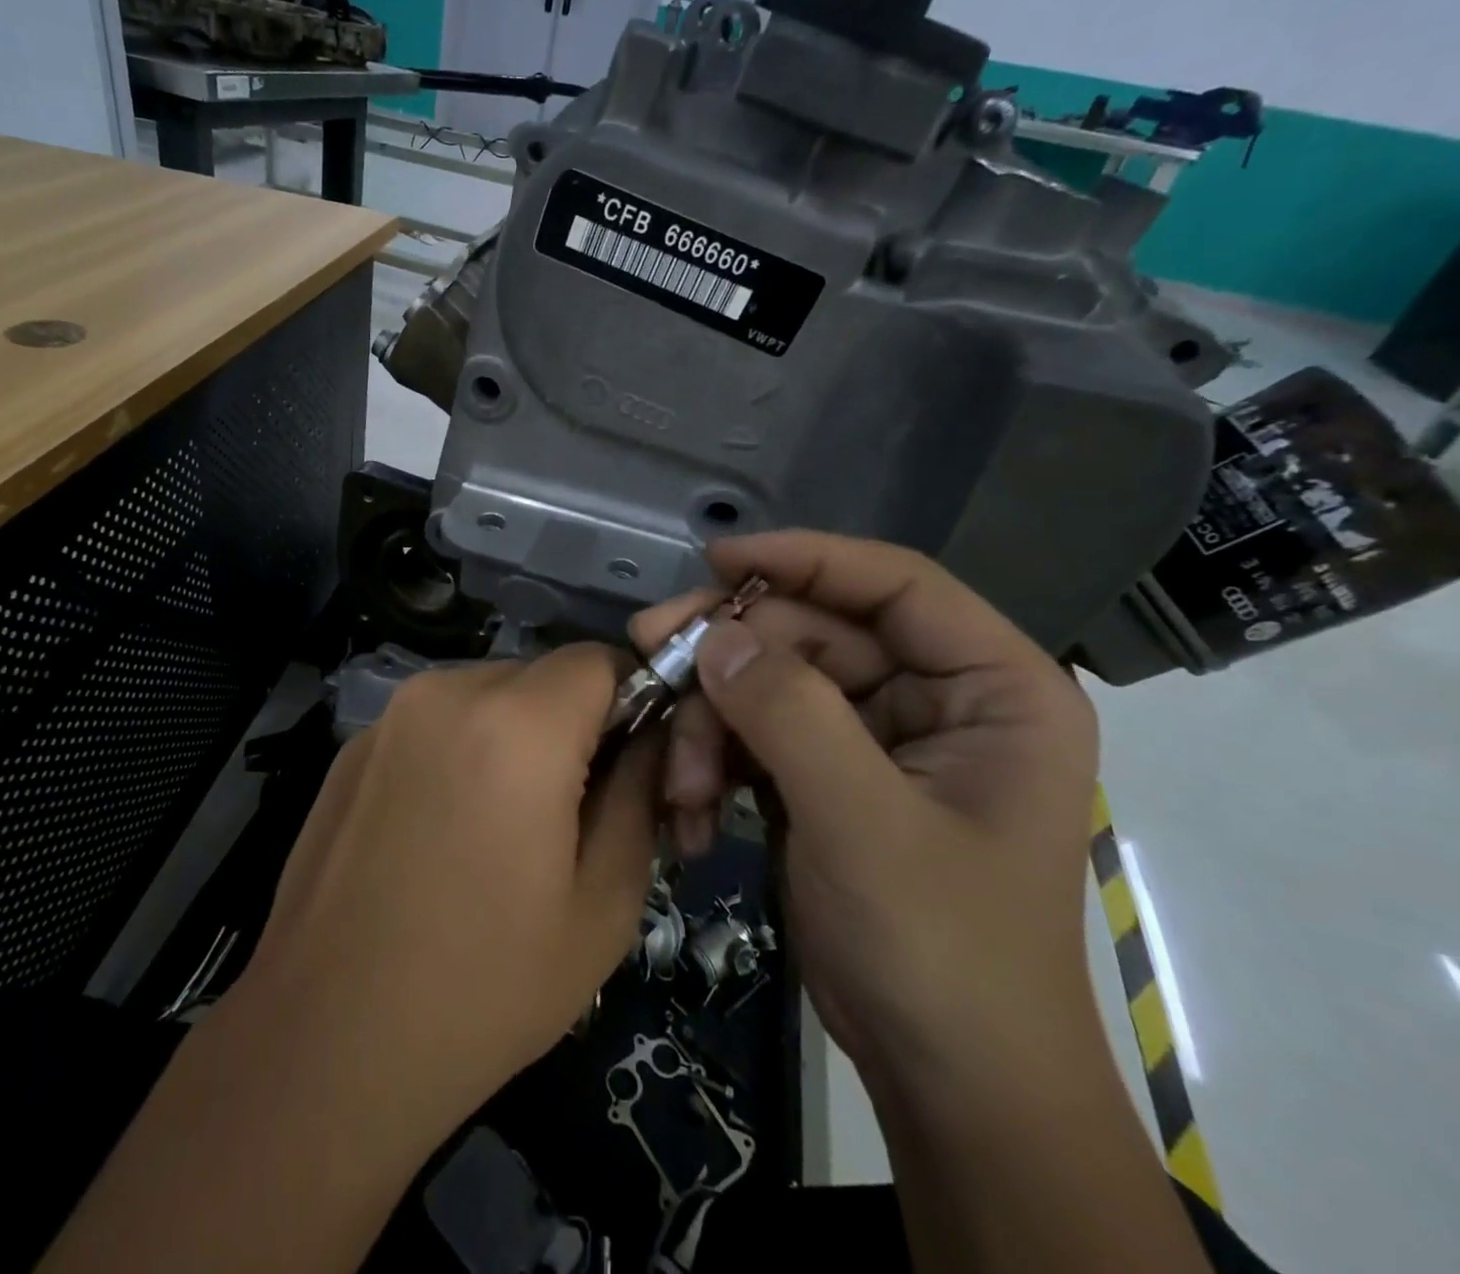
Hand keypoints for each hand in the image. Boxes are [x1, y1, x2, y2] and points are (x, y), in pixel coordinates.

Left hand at [242, 645, 661, 1137]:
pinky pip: (436, 723)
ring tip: (506, 827)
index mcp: (517, 723)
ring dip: (517, 737)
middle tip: (574, 809)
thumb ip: (640, 794)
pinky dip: (462, 751)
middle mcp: (447, 692)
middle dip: (574, 725)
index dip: (632, 700)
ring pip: (489, 695)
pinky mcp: (353, 746)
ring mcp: (390, 716)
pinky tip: (444, 833)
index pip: (600, 658)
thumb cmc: (486, 985)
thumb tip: (648, 738)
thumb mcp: (603, 903)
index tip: (633, 763)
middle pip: (543, 676)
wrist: (327, 1042)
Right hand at [631, 530, 1100, 1084]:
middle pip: (813, 635)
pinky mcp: (829, 778)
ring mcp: (876, 740)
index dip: (804, 559)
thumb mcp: (863, 821)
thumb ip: (790, 713)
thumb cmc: (939, 949)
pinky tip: (694, 815)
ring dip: (713, 726)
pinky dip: (718, 764)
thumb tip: (715, 636)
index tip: (715, 561)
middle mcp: (936, 699)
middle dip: (731, 661)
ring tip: (680, 787)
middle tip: (652, 660)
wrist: (949, 1085)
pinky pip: (759, 735)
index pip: (894, 584)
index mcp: (992, 688)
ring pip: (771, 685)